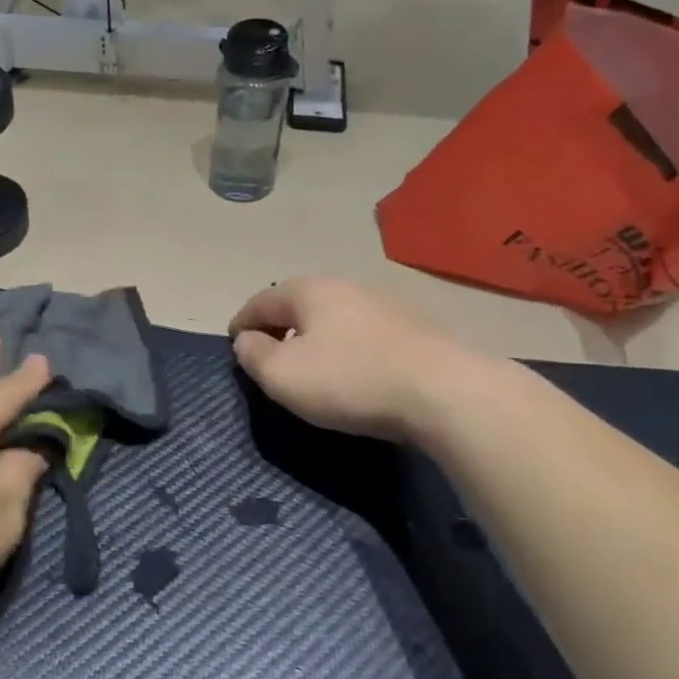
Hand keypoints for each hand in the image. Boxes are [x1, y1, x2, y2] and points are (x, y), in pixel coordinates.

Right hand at [228, 277, 471, 442]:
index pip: (261, 301)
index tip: (233, 343)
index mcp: (309, 291)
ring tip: (310, 364)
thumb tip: (247, 340)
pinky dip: (346, 346)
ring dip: (315, 336)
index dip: (241, 322)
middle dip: (279, 326)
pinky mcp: (413, 328)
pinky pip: (363, 333)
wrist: (445, 392)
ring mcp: (384, 304)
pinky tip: (352, 370)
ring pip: (333, 317)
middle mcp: (346, 286)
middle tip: (269, 354)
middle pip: (299, 303)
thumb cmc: (350, 380)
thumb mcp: (282, 375)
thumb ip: (253, 355)